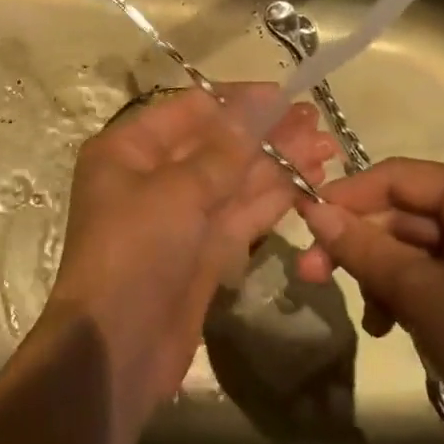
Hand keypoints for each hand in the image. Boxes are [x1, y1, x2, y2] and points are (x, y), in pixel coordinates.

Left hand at [44, 85, 334, 431]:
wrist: (117, 349)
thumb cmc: (135, 252)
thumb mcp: (177, 192)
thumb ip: (223, 150)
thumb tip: (259, 104)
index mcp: (127, 150)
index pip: (188, 111)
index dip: (236, 101)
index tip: (284, 95)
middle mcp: (150, 176)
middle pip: (214, 145)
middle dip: (264, 133)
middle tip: (315, 121)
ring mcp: (178, 216)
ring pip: (232, 180)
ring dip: (276, 164)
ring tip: (326, 148)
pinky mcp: (201, 251)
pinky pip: (238, 214)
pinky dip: (270, 198)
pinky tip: (307, 181)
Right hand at [296, 159, 443, 443]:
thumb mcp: (424, 297)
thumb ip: (364, 247)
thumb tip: (310, 209)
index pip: (395, 177)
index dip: (344, 198)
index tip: (301, 229)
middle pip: (404, 214)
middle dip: (360, 246)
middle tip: (311, 278)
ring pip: (417, 250)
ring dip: (382, 278)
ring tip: (368, 321)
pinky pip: (440, 281)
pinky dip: (410, 299)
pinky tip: (394, 331)